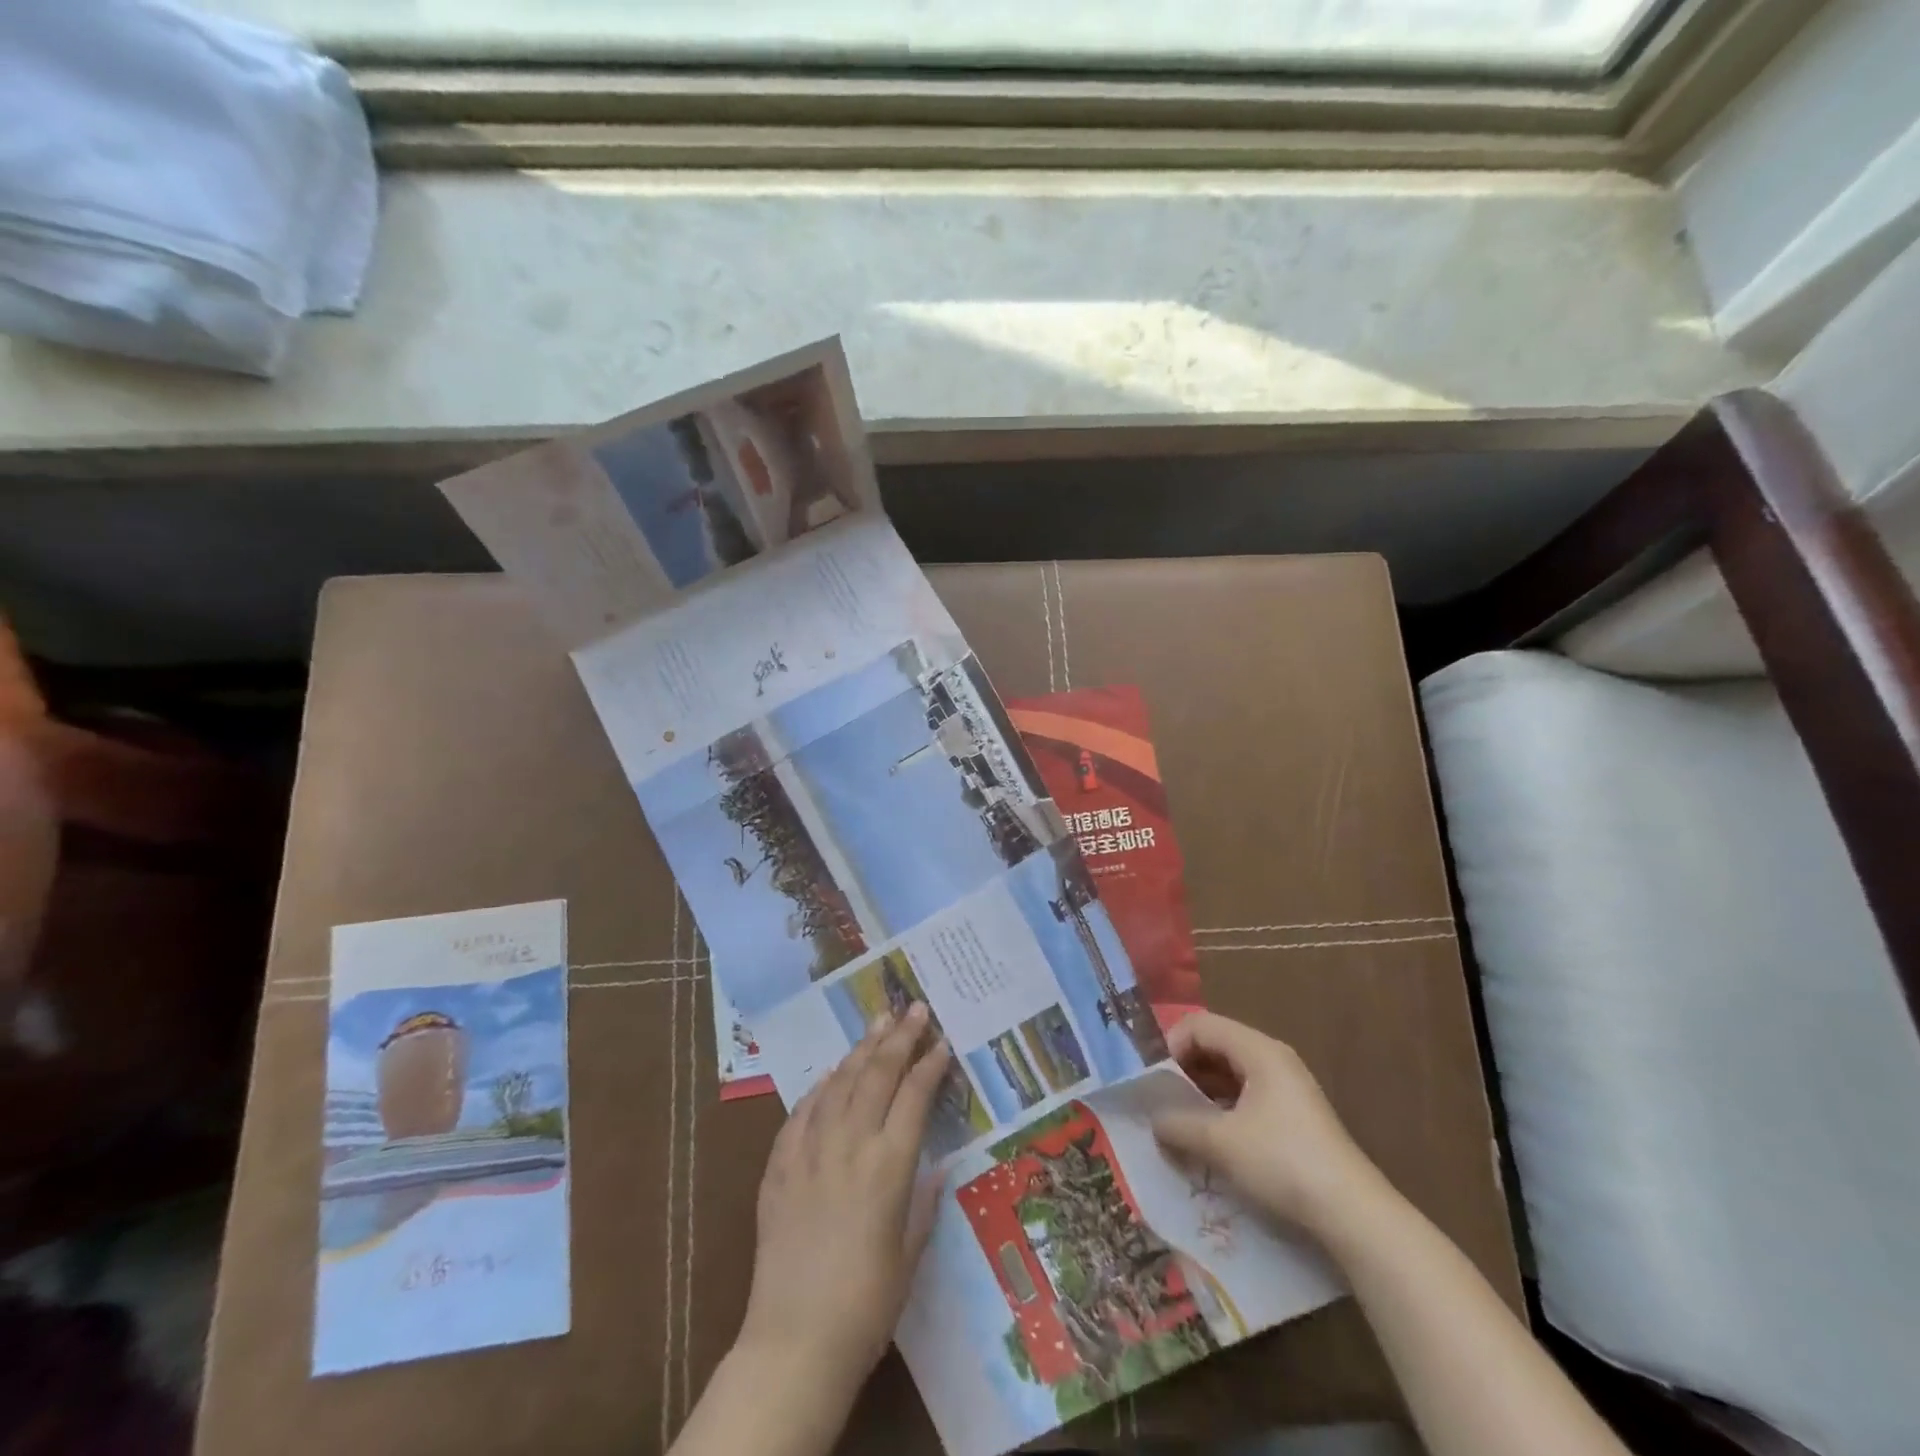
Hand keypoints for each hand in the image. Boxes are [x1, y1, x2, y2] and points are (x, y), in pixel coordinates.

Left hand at [737, 1003, 951, 1403]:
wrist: (794, 1341)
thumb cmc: (867, 1305)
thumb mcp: (910, 1253)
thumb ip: (924, 1201)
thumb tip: (937, 1164)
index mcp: (888, 1166)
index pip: (913, 1097)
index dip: (929, 1065)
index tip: (941, 1042)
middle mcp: (850, 1146)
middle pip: (877, 1076)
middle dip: (899, 1038)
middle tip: (914, 1008)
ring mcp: (810, 1152)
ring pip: (839, 1084)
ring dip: (860, 1050)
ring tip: (877, 1023)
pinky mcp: (779, 1167)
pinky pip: (801, 1113)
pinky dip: (818, 1088)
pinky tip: (829, 1073)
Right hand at [1152, 1011, 1383, 1238]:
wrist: (1353, 1214)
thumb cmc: (1282, 1162)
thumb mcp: (1220, 1142)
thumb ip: (1178, 1125)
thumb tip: (1153, 1121)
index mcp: (1258, 1050)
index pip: (1201, 1025)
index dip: (1171, 1045)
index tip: (1153, 1081)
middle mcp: (1273, 1059)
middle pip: (1215, 1046)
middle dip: (1183, 1070)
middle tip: (1160, 1101)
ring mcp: (1286, 1088)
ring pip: (1230, 1074)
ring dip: (1201, 1093)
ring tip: (1179, 1123)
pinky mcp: (1293, 1117)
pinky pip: (1245, 1097)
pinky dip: (1222, 1110)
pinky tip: (1210, 1141)